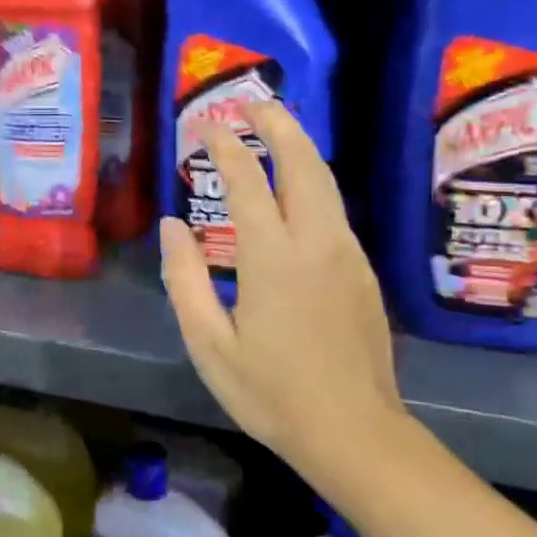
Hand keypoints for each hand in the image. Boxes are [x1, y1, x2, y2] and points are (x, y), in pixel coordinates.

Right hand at [158, 99, 402, 478]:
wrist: (354, 432)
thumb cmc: (271, 394)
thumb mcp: (210, 344)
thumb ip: (186, 280)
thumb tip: (173, 227)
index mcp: (274, 259)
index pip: (248, 183)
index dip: (226, 148)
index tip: (208, 125)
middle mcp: (317, 243)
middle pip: (303, 165)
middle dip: (278, 126)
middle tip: (252, 104)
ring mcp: (347, 255)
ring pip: (326, 184)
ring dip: (300, 149)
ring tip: (276, 130)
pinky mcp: (363, 272)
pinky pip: (335, 211)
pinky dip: (313, 183)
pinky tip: (296, 191)